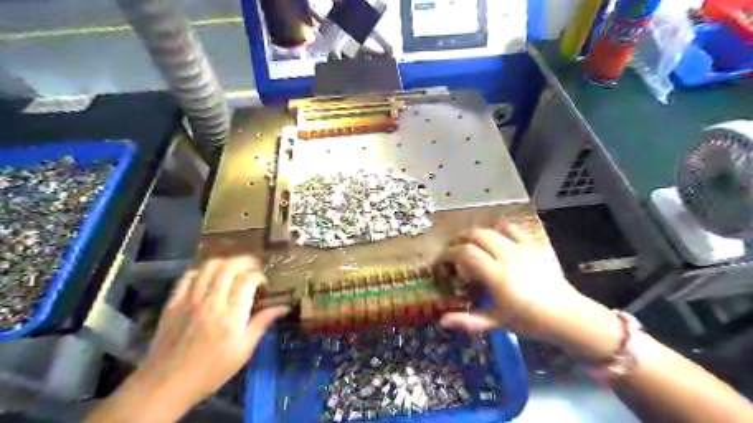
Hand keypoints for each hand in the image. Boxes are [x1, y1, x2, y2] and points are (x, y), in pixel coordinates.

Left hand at [126, 257, 286, 407]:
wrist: (166, 385)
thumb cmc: (211, 370)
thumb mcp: (243, 350)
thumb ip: (262, 323)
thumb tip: (283, 307)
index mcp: (231, 316)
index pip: (247, 280)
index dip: (259, 277)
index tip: (263, 286)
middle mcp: (211, 303)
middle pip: (229, 267)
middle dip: (245, 262)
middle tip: (253, 268)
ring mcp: (189, 301)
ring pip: (209, 267)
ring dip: (225, 263)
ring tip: (234, 269)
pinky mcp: (173, 303)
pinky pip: (187, 276)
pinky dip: (202, 271)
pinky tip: (209, 278)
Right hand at [442, 225, 593, 340]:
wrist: (567, 316)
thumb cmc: (529, 321)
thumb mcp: (496, 322)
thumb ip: (468, 320)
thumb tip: (442, 321)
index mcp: (496, 275)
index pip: (465, 253)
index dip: (449, 253)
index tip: (442, 260)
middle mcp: (506, 256)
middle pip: (475, 235)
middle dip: (459, 240)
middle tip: (452, 251)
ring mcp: (520, 249)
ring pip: (490, 230)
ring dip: (474, 234)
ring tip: (468, 244)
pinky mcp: (531, 246)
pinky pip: (512, 229)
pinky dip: (498, 229)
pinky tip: (493, 236)